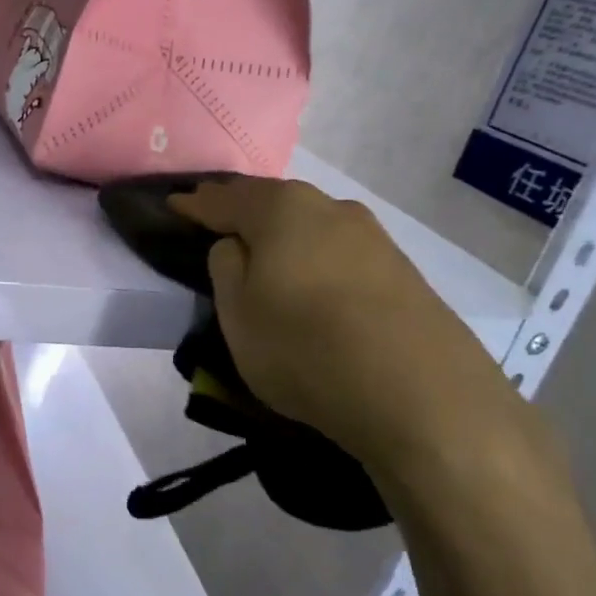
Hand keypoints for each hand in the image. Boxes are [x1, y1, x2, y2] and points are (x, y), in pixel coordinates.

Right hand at [172, 179, 557, 514]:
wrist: (422, 396)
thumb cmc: (306, 349)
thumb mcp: (238, 315)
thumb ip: (225, 267)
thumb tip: (235, 244)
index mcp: (281, 210)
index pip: (224, 199)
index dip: (195, 204)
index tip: (174, 206)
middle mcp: (329, 208)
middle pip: (272, 202)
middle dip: (241, 210)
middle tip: (216, 224)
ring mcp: (372, 236)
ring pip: (309, 224)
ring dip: (281, 234)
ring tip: (263, 254)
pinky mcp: (400, 269)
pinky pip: (338, 251)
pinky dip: (314, 257)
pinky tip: (311, 279)